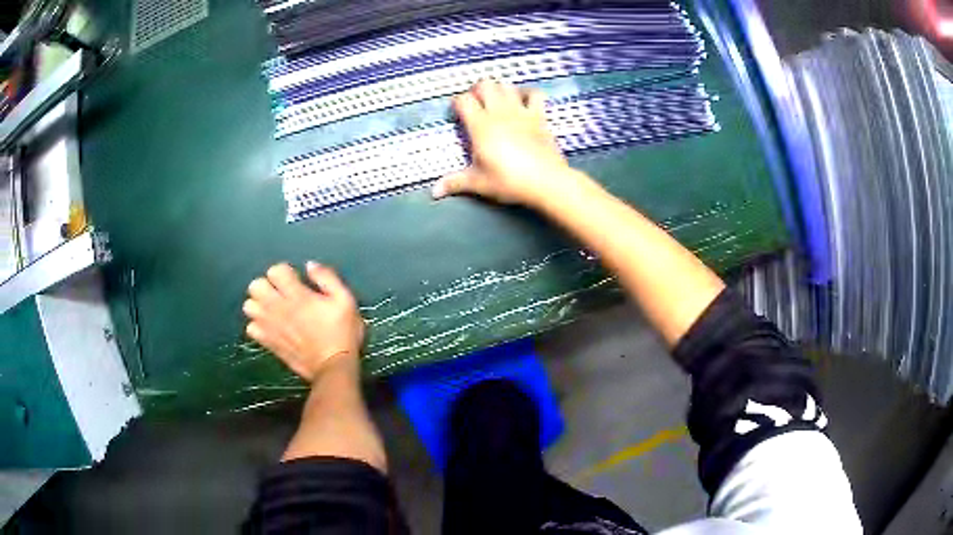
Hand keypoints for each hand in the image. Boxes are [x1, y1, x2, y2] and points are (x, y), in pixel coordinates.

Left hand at [243, 262, 364, 381]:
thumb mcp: (345, 300)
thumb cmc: (342, 333)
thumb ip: (327, 278)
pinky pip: (250, 328)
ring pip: (249, 306)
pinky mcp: (268, 342)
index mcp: (297, 295)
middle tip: (281, 293)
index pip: (275, 271)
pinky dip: (257, 325)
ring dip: (259, 305)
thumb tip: (310, 265)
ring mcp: (271, 326)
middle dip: (267, 285)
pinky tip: (270, 327)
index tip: (296, 280)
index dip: (285, 272)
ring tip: (273, 309)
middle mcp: (278, 308)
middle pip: (256, 286)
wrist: (333, 367)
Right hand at [432, 80, 582, 206]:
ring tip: (496, 102)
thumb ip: (455, 182)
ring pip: (507, 85)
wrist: (546, 181)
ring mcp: (521, 111)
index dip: (457, 103)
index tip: (457, 114)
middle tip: (476, 105)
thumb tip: (434, 191)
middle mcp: (499, 112)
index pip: (463, 100)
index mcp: (481, 125)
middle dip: (477, 90)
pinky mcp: (539, 116)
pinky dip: (528, 93)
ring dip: (499, 89)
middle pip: (485, 84)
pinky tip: (524, 100)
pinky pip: (535, 94)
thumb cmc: (509, 181)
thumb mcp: (479, 183)